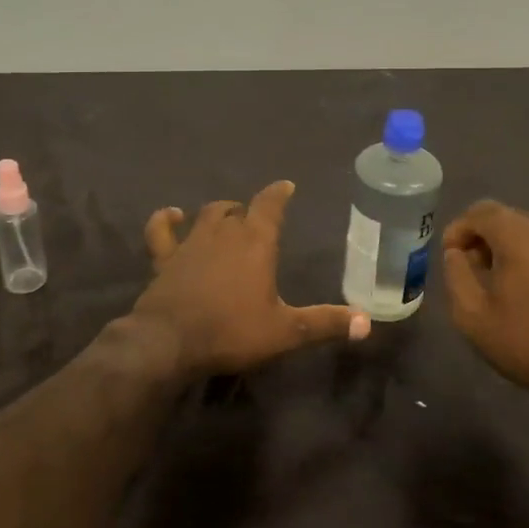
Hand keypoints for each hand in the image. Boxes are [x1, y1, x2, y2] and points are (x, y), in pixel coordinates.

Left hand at [135, 181, 368, 375]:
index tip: (286, 186)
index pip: (270, 205)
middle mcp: (224, 233)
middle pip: (237, 209)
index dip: (279, 193)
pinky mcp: (164, 258)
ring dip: (219, 213)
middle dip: (248, 210)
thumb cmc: (232, 331)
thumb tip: (367, 323)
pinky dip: (165, 219)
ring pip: (207, 215)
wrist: (169, 342)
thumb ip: (324, 323)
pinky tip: (171, 215)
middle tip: (256, 217)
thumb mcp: (285, 332)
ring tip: (226, 217)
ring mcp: (191, 243)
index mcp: (255, 242)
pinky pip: (161, 230)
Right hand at [441, 200, 528, 399]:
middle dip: (487, 237)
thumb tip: (457, 252)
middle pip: (510, 218)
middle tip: (478, 270)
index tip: (452, 255)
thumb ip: (456, 273)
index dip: (460, 228)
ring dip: (516, 247)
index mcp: (520, 235)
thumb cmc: (528, 342)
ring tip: (510, 282)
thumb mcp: (472, 315)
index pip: (481, 211)